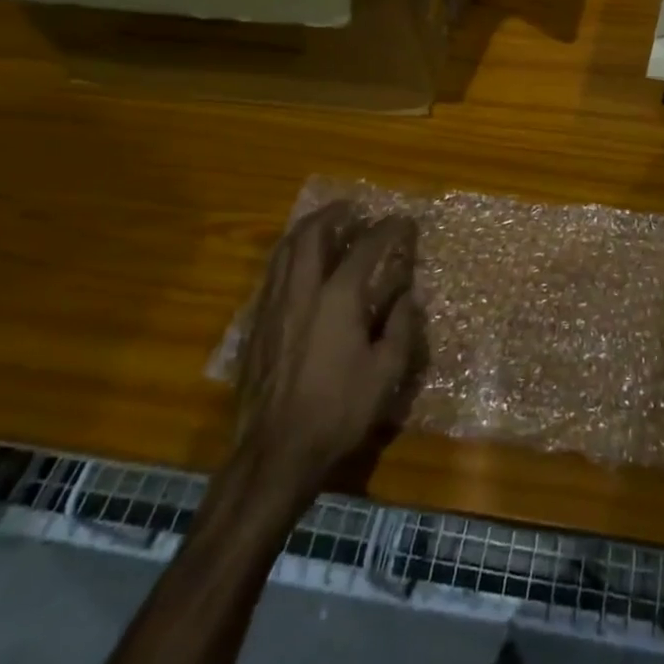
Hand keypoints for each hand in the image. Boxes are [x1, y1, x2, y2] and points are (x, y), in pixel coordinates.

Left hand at [232, 202, 421, 507]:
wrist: (275, 453)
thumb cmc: (338, 411)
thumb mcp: (386, 373)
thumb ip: (401, 327)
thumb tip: (407, 296)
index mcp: (338, 298)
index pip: (366, 247)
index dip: (388, 229)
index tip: (404, 221)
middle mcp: (302, 291)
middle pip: (312, 234)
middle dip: (334, 214)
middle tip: (353, 209)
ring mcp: (273, 307)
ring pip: (284, 251)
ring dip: (306, 230)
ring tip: (324, 226)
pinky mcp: (256, 327)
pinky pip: (272, 274)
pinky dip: (289, 256)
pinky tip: (299, 267)